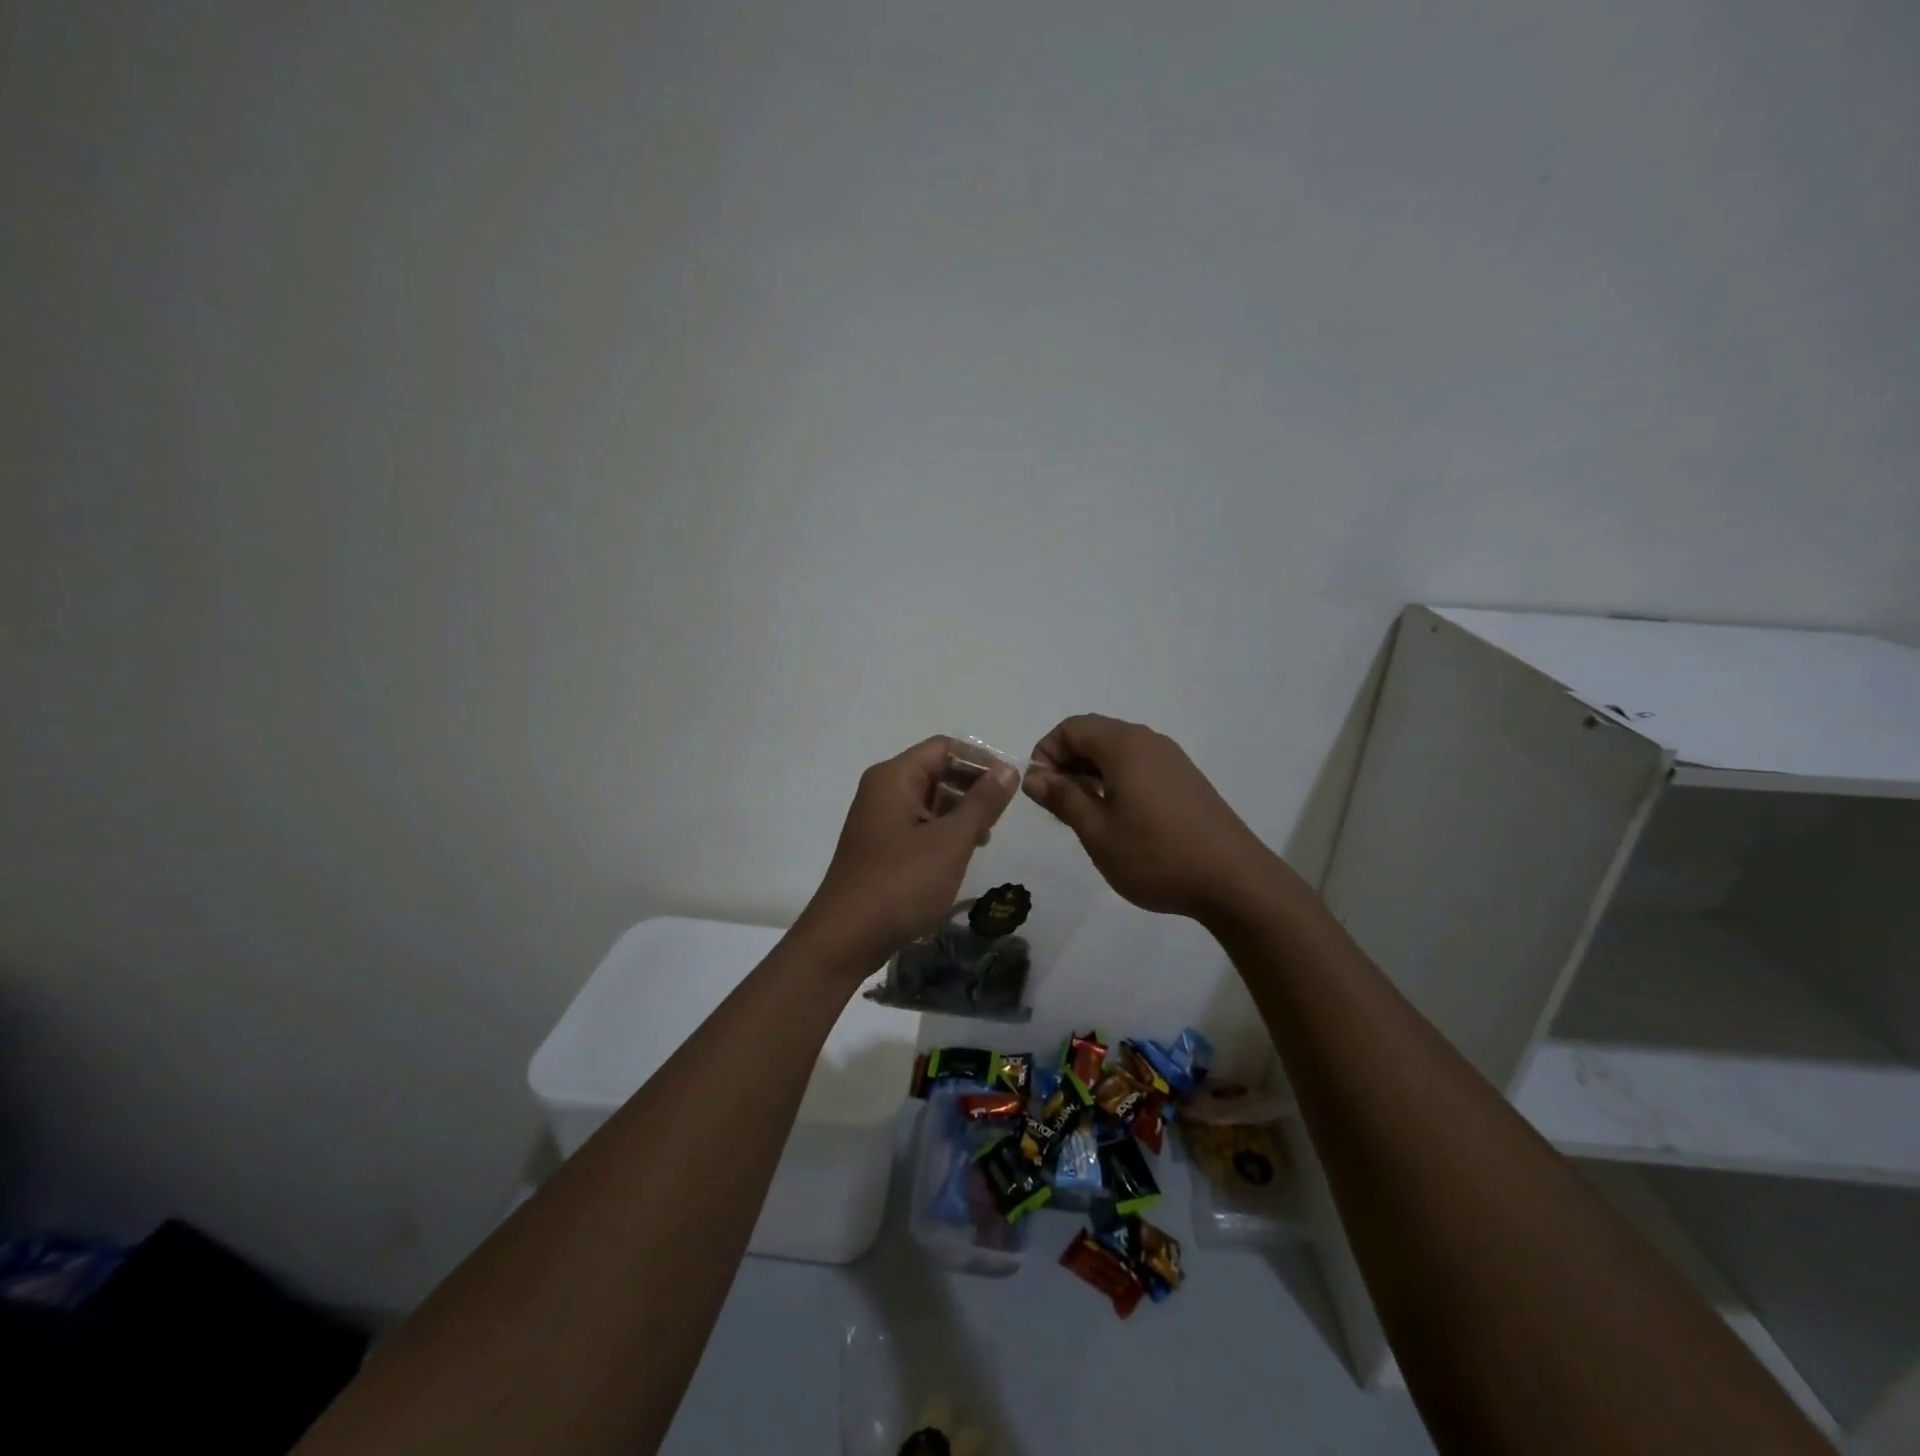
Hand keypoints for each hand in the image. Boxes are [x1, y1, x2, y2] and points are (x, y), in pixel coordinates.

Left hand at [799, 736, 1019, 970]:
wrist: (845, 939)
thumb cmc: (900, 883)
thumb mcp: (950, 842)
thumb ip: (981, 803)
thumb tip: (1007, 770)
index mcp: (894, 777)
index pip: (944, 747)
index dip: (980, 760)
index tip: (1010, 785)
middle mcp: (883, 790)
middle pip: (936, 770)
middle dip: (972, 787)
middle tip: (1002, 814)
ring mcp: (879, 820)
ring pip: (929, 800)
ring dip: (960, 812)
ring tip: (986, 836)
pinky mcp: (881, 847)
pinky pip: (918, 825)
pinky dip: (943, 832)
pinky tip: (961, 854)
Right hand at [1024, 714, 1275, 923]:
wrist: (1234, 881)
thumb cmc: (1156, 855)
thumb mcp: (1097, 831)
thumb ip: (1062, 797)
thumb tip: (1033, 776)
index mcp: (1125, 745)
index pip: (1071, 728)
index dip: (1046, 753)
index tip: (1041, 792)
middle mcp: (1149, 741)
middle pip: (1094, 735)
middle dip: (1066, 763)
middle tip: (1057, 807)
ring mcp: (1171, 760)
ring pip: (1116, 752)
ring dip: (1090, 774)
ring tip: (1083, 816)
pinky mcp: (1185, 780)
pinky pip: (1138, 766)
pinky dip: (1115, 781)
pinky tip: (1117, 819)